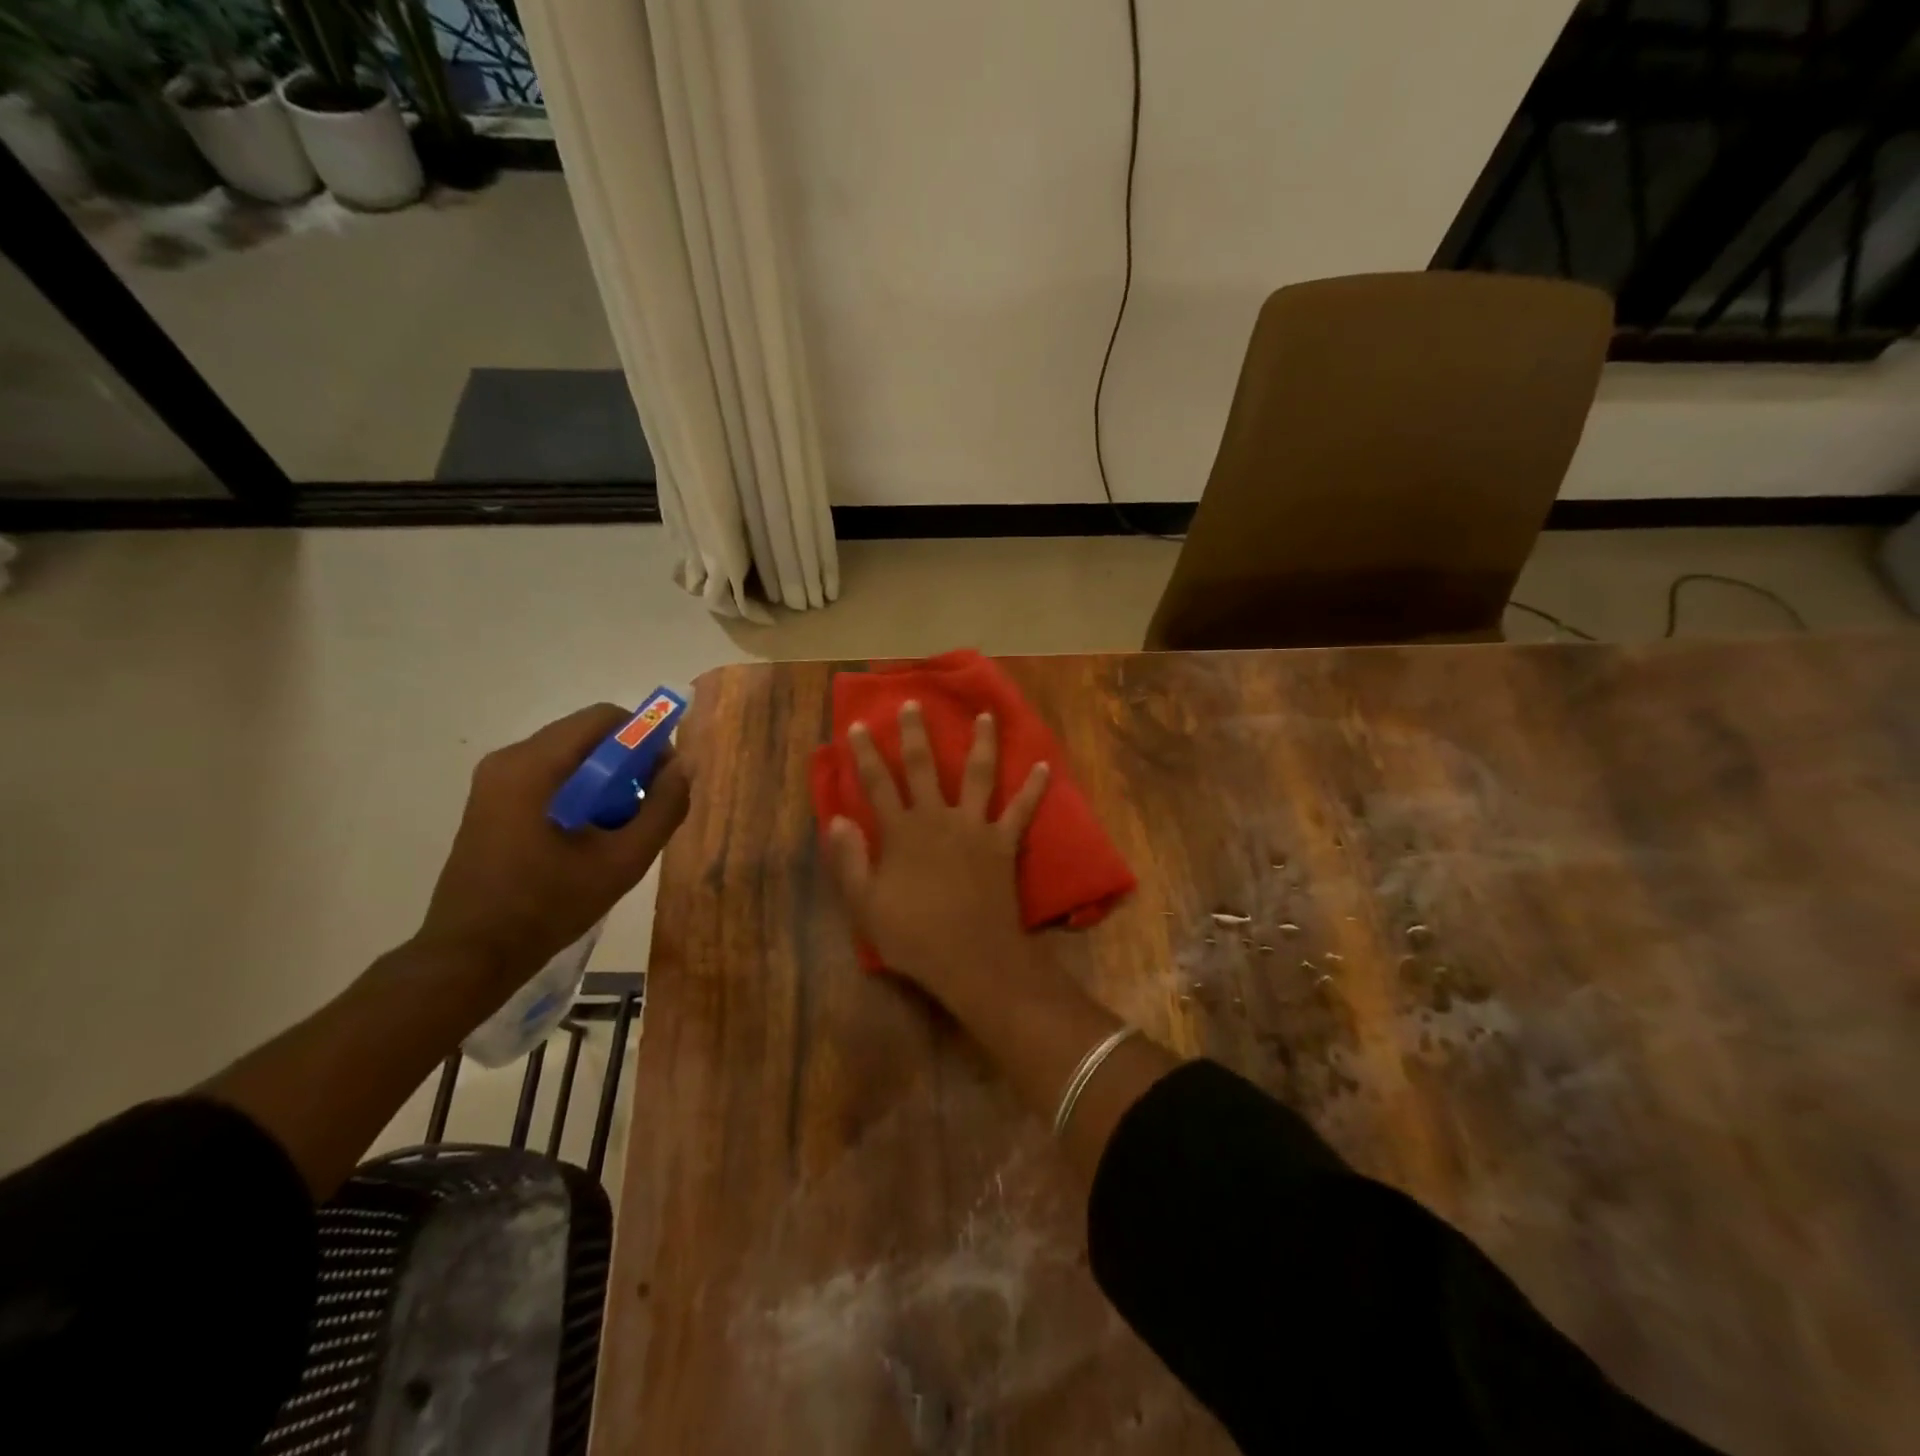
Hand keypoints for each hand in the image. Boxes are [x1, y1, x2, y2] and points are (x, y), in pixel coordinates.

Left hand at [415, 704, 692, 982]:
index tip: (665, 778)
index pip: (604, 718)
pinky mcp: (492, 803)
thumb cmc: (548, 906)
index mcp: (533, 765)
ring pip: (570, 758)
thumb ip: (662, 809)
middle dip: (628, 762)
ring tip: (623, 825)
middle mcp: (509, 760)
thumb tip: (684, 767)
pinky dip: (581, 792)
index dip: (646, 738)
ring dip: (607, 780)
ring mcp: (495, 781)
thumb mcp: (622, 861)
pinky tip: (592, 835)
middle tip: (650, 805)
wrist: (471, 956)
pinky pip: (550, 778)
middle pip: (586, 736)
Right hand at [825, 701, 1048, 996]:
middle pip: (924, 767)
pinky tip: (1044, 766)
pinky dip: (1034, 789)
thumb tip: (836, 819)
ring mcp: (975, 827)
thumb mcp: (866, 905)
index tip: (859, 725)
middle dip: (915, 734)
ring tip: (987, 715)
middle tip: (913, 703)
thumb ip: (849, 861)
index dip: (865, 754)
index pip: (877, 784)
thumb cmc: (914, 936)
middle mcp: (938, 818)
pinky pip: (1021, 810)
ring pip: (978, 775)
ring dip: (982, 743)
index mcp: (902, 832)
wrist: (972, 958)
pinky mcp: (1004, 843)